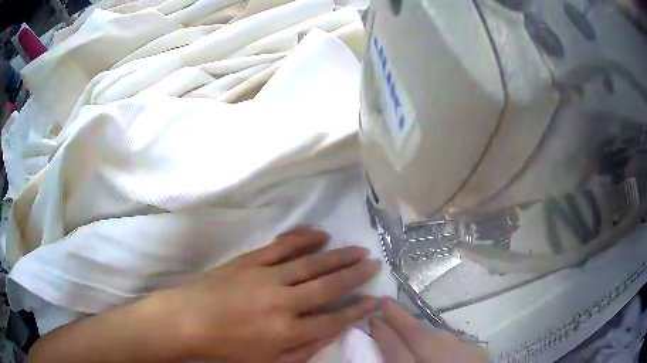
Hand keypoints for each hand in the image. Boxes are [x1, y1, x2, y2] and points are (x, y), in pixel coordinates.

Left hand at [172, 228, 380, 362]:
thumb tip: (329, 334)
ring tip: (358, 250)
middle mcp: (283, 302)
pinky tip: (321, 234)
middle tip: (373, 264)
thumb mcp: (266, 362)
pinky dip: (304, 239)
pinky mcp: (251, 260)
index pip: (332, 320)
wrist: (187, 320)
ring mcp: (266, 277)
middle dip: (355, 275)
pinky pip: (283, 246)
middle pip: (328, 286)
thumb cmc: (226, 347)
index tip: (373, 300)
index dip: (356, 311)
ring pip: (311, 263)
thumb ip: (301, 351)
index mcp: (286, 332)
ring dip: (338, 256)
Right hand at [370, 297, 488, 362]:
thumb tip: (384, 354)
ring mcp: (462, 352)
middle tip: (385, 300)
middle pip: (416, 334)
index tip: (372, 317)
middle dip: (399, 317)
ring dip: (420, 329)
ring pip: (437, 335)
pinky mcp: (476, 351)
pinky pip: (454, 341)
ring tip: (408, 324)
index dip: (382, 332)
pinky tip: (438, 345)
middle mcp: (440, 358)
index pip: (395, 349)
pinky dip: (442, 340)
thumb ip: (400, 361)